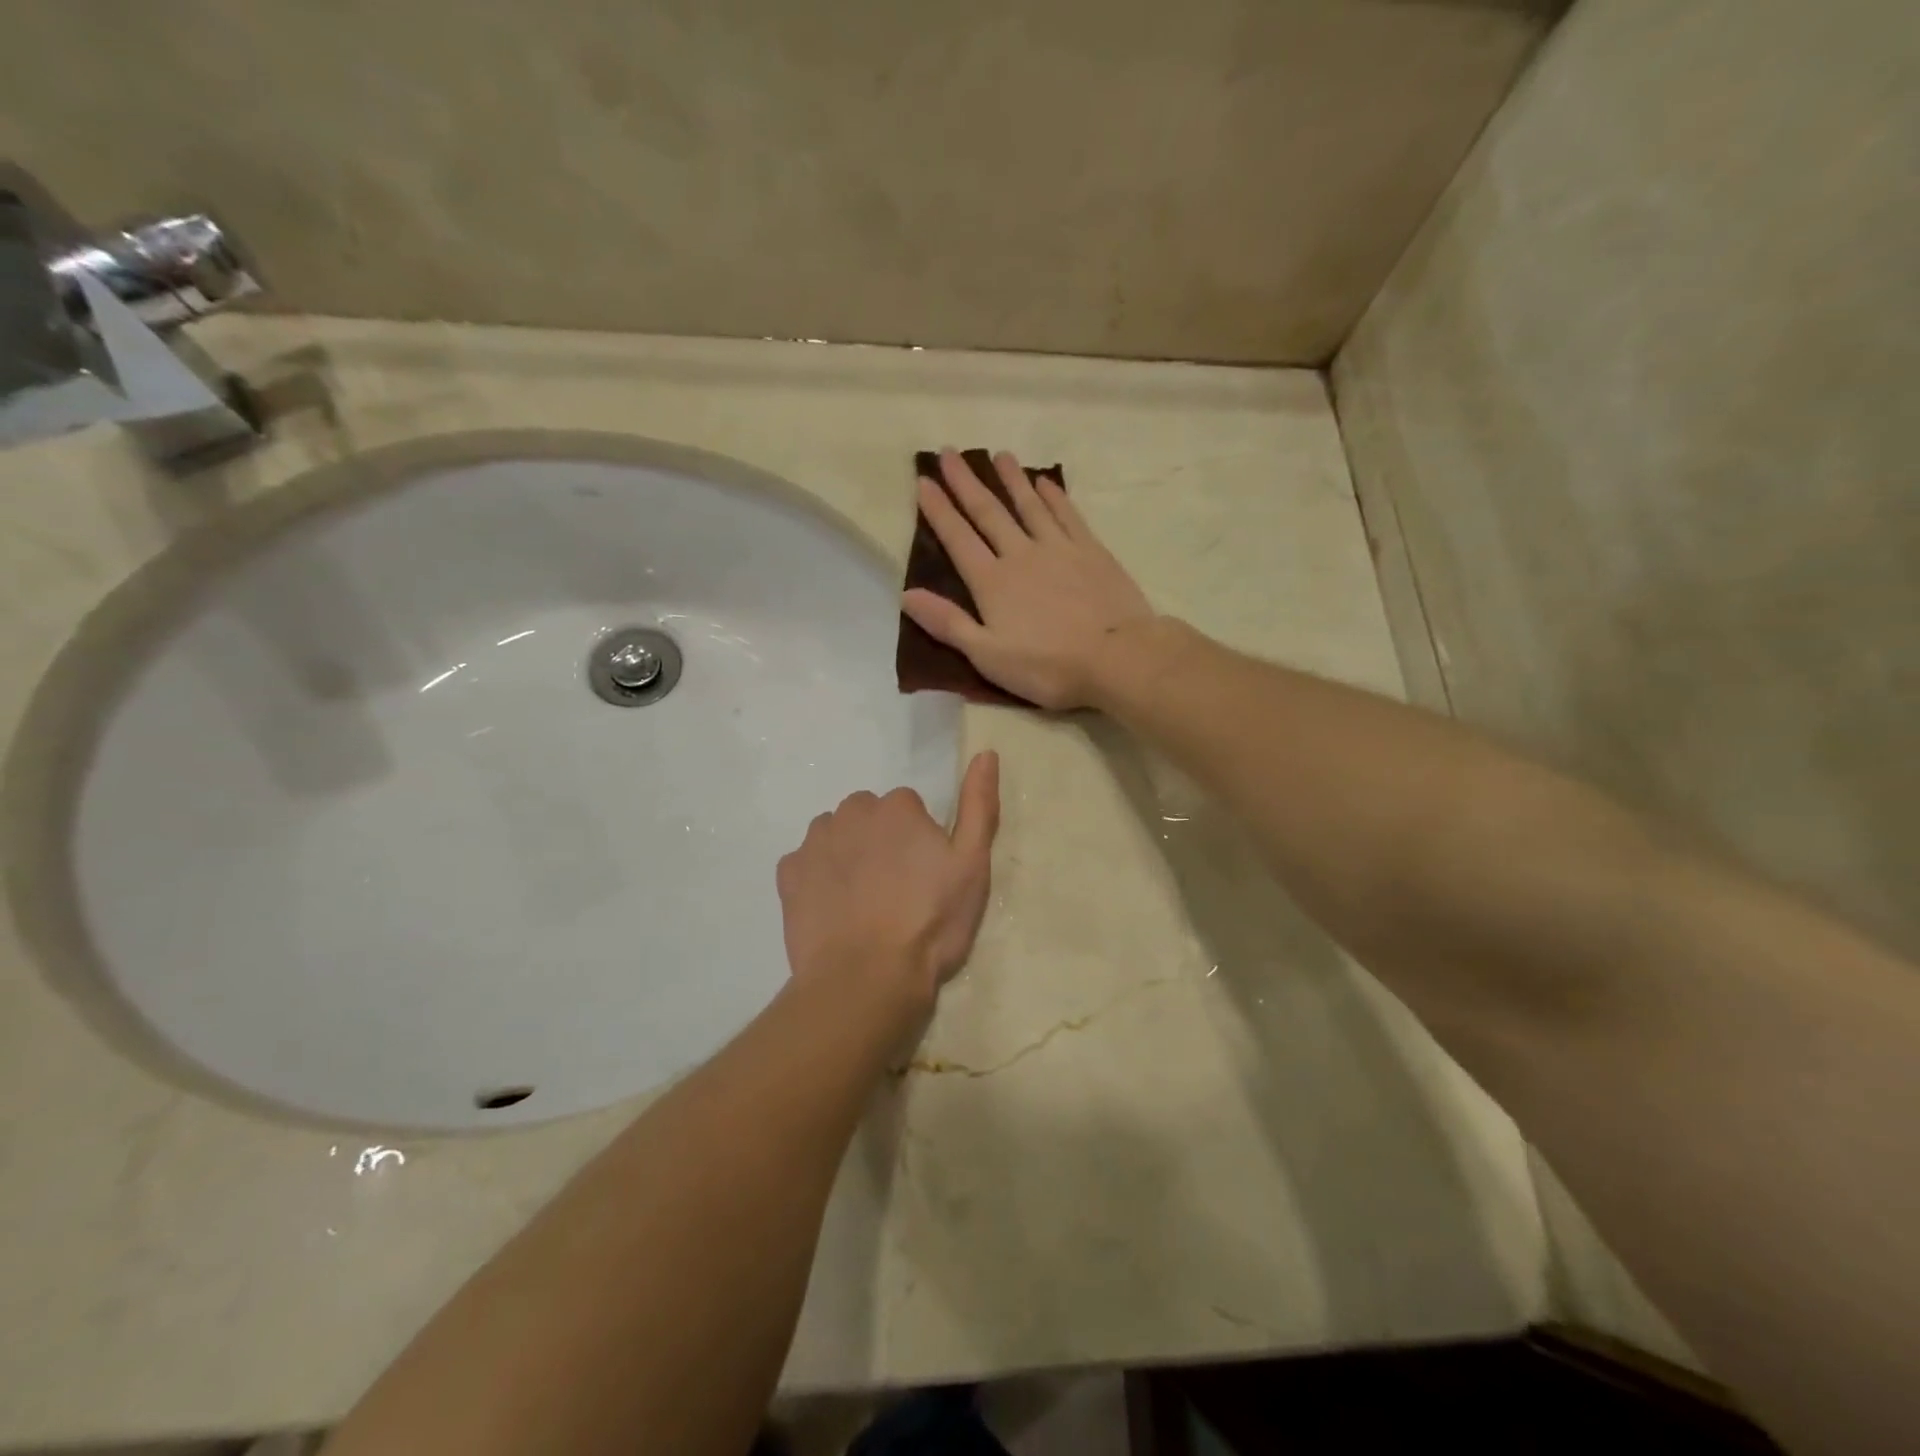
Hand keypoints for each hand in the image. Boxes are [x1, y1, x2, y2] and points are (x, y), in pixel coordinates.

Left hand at [776, 751, 1000, 1008]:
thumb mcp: (972, 865)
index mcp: (897, 808)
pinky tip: (833, 909)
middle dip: (880, 840)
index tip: (925, 875)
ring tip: (864, 900)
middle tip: (896, 888)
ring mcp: (814, 843)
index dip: (919, 840)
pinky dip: (816, 876)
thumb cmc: (930, 922)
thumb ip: (979, 805)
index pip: (909, 807)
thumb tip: (986, 753)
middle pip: (868, 815)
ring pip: (835, 834)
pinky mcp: (789, 874)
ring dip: (848, 853)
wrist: (866, 978)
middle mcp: (851, 812)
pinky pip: (805, 862)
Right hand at [902, 448, 1154, 709]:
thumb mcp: (988, 656)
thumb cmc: (1047, 666)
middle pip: (989, 513)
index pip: (958, 539)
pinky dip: (1054, 496)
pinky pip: (1068, 515)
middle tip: (949, 453)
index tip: (923, 481)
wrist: (1117, 657)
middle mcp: (1021, 555)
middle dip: (966, 483)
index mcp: (993, 583)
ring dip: (1012, 480)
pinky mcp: (1092, 552)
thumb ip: (948, 623)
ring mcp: (1059, 549)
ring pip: (1029, 506)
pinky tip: (1046, 482)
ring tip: (999, 455)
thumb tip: (907, 594)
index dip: (939, 510)